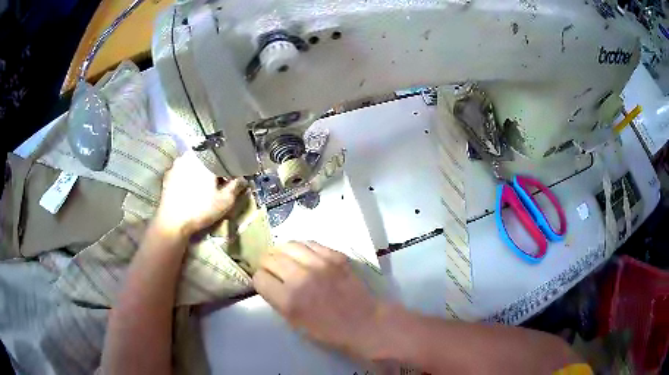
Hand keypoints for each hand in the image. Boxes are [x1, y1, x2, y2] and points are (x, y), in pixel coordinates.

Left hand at [155, 152, 246, 237]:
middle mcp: (189, 156)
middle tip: (220, 179)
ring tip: (205, 184)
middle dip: (213, 166)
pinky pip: (182, 171)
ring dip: (200, 171)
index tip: (233, 172)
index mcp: (204, 158)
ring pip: (193, 163)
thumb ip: (236, 186)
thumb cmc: (200, 209)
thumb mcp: (225, 201)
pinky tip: (191, 189)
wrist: (172, 223)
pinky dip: (188, 177)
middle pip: (206, 157)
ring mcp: (176, 165)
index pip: (221, 154)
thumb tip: (243, 178)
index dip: (229, 162)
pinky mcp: (168, 176)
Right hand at [253, 241, 389, 359]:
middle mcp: (300, 278)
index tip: (266, 283)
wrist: (365, 322)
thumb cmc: (329, 331)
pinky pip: (310, 243)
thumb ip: (278, 300)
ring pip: (287, 245)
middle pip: (270, 258)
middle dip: (267, 264)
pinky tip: (303, 255)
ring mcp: (319, 264)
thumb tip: (268, 282)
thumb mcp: (295, 323)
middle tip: (273, 269)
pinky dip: (302, 248)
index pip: (259, 277)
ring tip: (285, 258)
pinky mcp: (335, 256)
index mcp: (288, 300)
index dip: (261, 280)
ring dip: (281, 252)